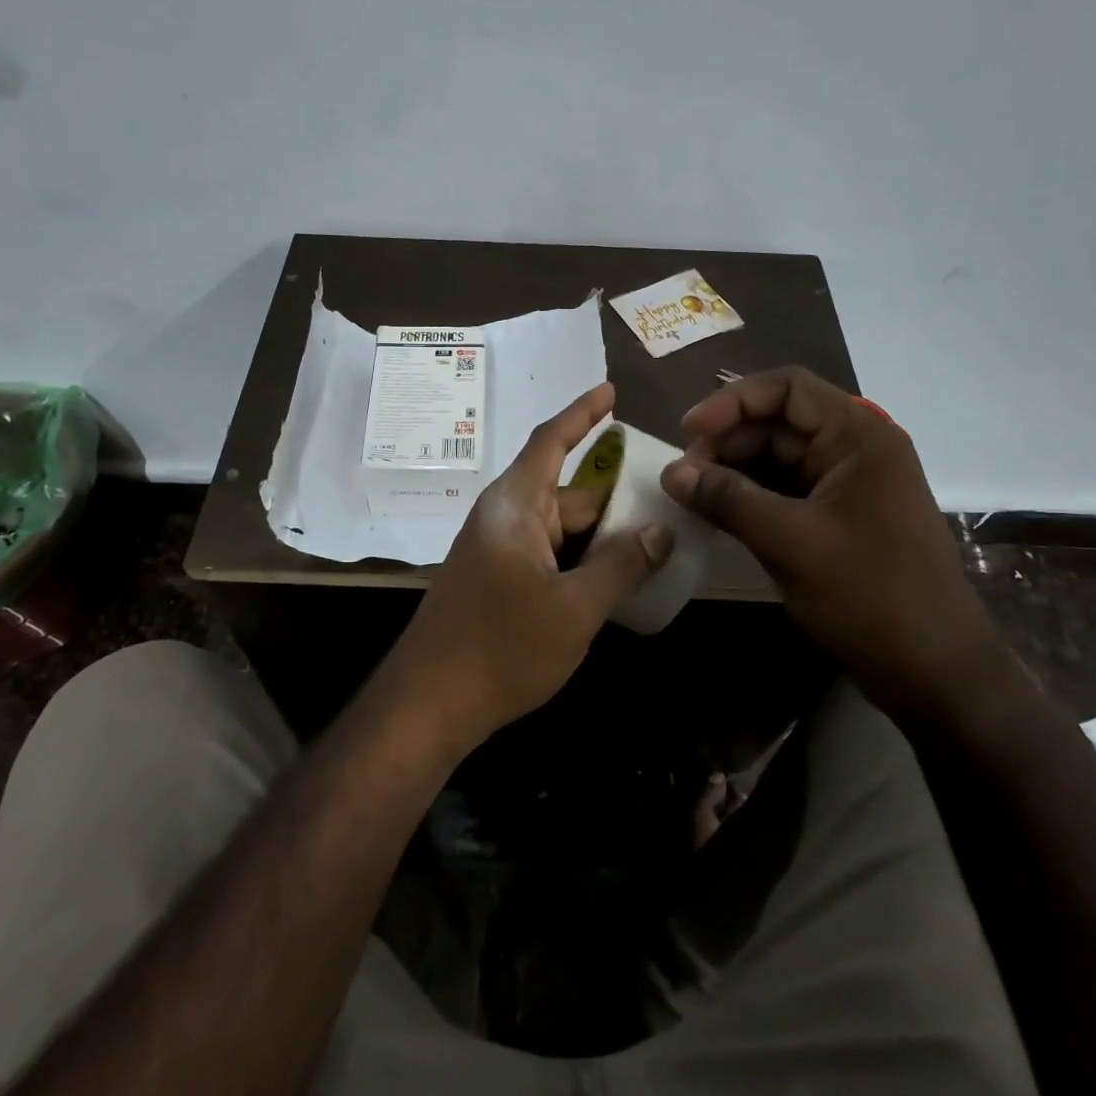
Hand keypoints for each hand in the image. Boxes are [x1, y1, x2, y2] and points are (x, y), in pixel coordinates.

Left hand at [385, 382, 674, 752]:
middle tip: (667, 496)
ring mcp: (498, 550)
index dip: (582, 412)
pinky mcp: (496, 580)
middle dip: (614, 494)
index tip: (611, 391)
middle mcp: (504, 518)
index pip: (551, 441)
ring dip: (600, 533)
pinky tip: (614, 576)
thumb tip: (660, 531)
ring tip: (654, 537)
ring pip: (561, 528)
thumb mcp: (574, 608)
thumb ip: (620, 566)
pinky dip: (581, 557)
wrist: (429, 704)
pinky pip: (548, 553)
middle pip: (568, 492)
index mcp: (516, 506)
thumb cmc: (501, 648)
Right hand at [660, 367, 1006, 718]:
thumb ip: (727, 499)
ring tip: (692, 494)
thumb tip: (670, 472)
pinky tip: (717, 512)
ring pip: (778, 457)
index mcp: (858, 436)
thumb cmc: (870, 596)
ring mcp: (849, 484)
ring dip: (734, 470)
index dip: (731, 402)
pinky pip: (786, 490)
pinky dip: (750, 496)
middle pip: (778, 421)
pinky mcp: (839, 517)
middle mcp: (856, 449)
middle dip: (727, 441)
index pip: (786, 389)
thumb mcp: (789, 542)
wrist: (935, 673)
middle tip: (683, 475)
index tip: (688, 433)